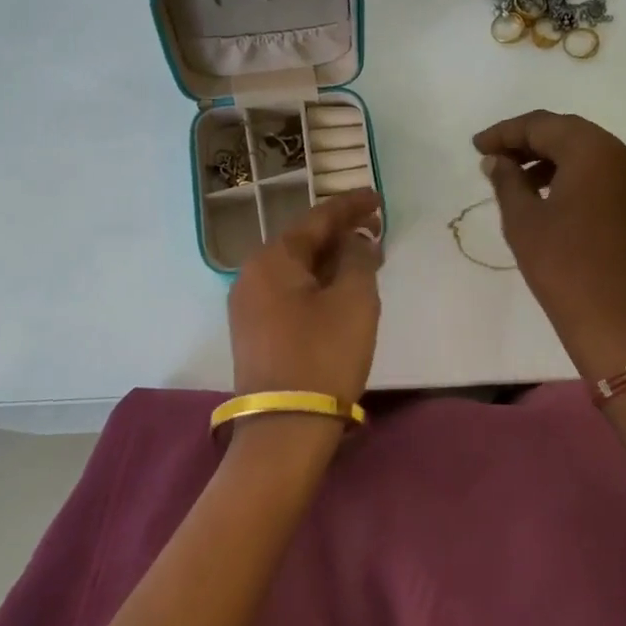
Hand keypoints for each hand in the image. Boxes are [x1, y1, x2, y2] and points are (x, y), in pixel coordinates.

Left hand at [228, 189, 384, 411]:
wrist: (285, 428)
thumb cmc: (324, 355)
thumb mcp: (354, 300)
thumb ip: (358, 258)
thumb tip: (354, 241)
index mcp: (272, 259)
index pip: (317, 219)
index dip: (350, 206)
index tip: (377, 198)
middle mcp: (252, 275)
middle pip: (303, 242)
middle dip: (341, 233)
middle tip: (377, 228)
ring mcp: (248, 305)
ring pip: (297, 269)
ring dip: (331, 260)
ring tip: (365, 257)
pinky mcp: (255, 332)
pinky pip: (290, 292)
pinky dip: (318, 283)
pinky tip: (340, 289)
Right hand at [472, 111, 625, 383]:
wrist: (618, 323)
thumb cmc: (563, 267)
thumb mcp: (523, 221)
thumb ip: (507, 181)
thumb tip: (497, 161)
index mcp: (594, 151)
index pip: (542, 126)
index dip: (505, 133)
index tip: (476, 147)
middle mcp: (622, 154)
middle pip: (567, 133)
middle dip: (527, 141)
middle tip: (492, 158)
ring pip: (586, 152)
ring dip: (549, 158)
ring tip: (514, 180)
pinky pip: (601, 173)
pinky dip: (571, 175)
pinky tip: (546, 196)